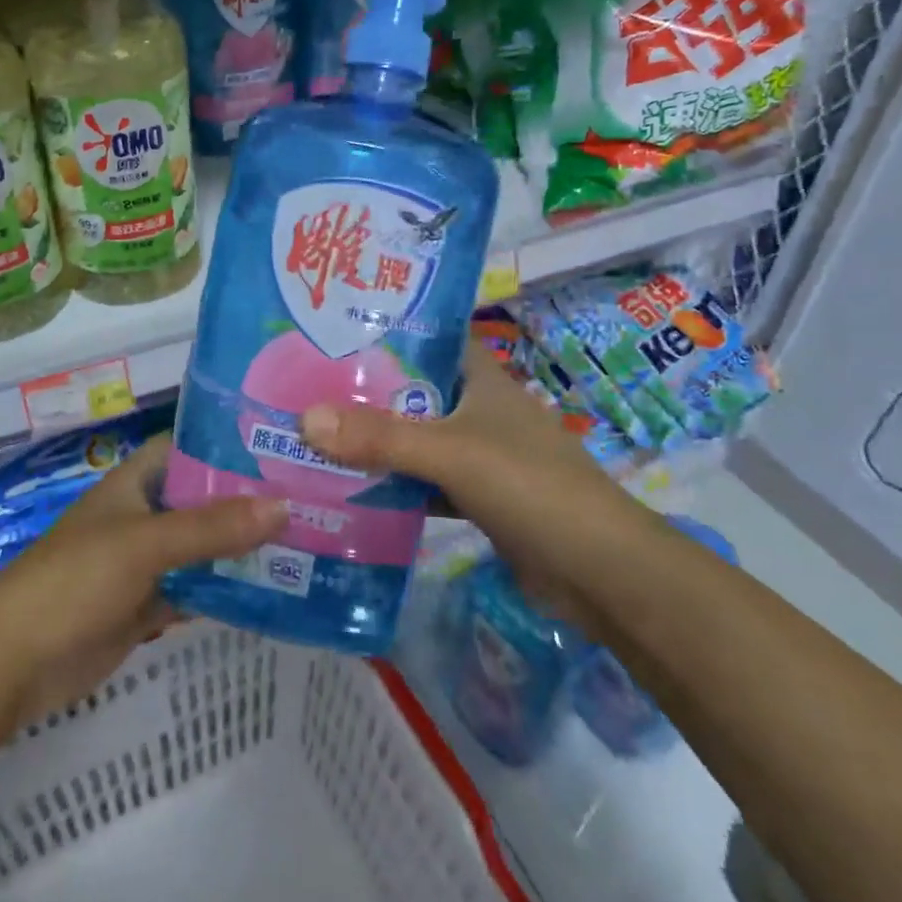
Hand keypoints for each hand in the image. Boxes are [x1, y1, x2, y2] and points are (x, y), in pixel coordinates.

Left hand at [0, 433, 285, 721]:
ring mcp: (146, 562)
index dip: (229, 443)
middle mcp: (144, 515)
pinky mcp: (148, 605)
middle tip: (312, 498)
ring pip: (204, 547)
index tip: (283, 445)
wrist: (14, 663)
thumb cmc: (75, 581)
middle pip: (203, 499)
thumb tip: (284, 506)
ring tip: (307, 541)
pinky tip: (272, 592)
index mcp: (136, 484)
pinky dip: (226, 591)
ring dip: (243, 548)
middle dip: (249, 500)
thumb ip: (212, 528)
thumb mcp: (145, 545)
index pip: (188, 447)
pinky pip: (196, 590)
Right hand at [298, 343, 655, 609]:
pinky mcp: (475, 497)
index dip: (384, 330)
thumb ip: (380, 437)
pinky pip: (421, 481)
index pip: (428, 338)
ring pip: (413, 438)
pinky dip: (391, 484)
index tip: (330, 329)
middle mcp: (477, 409)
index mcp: (480, 379)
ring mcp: (478, 455)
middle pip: (410, 391)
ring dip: (373, 440)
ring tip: (311, 433)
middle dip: (362, 391)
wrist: (600, 572)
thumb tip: (303, 419)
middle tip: (301, 385)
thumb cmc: (530, 487)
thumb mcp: (451, 452)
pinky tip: (348, 487)